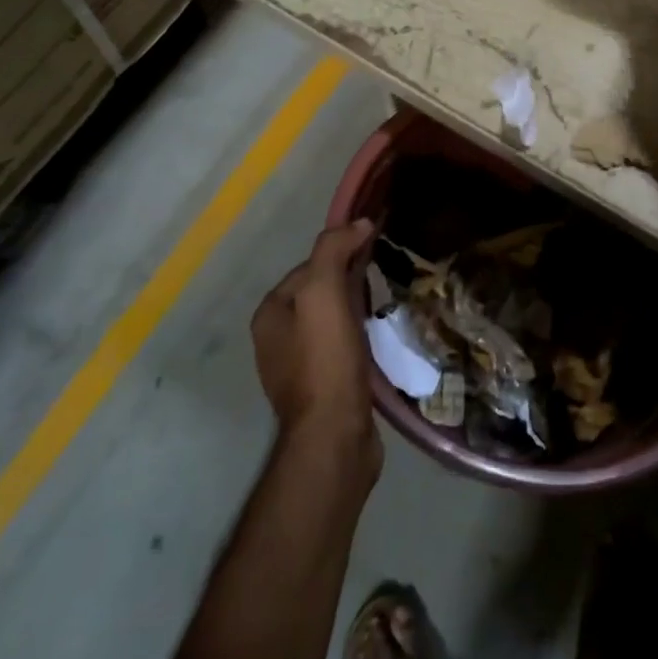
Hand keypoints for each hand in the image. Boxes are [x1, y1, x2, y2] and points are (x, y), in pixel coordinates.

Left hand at [252, 220, 379, 462]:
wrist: (335, 436)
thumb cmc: (326, 359)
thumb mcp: (324, 292)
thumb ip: (334, 250)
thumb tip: (358, 222)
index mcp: (270, 313)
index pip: (309, 266)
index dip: (341, 255)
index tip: (374, 254)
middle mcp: (276, 339)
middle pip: (320, 294)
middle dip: (351, 283)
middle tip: (384, 279)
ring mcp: (297, 368)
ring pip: (332, 323)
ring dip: (357, 312)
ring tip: (386, 309)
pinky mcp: (322, 390)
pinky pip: (341, 350)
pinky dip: (360, 340)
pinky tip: (379, 343)